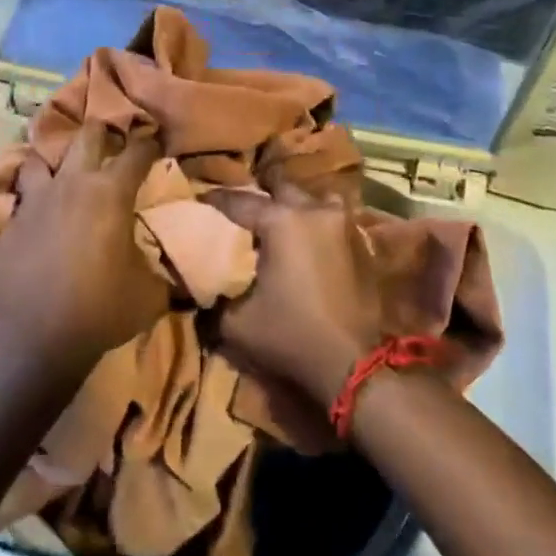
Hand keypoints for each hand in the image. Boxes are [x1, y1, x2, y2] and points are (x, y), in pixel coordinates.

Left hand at [0, 121, 165, 378]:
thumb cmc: (101, 310)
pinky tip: (37, 217)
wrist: (35, 340)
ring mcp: (35, 200)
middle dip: (102, 132)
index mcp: (111, 193)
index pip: (137, 151)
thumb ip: (163, 271)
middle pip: (86, 135)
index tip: (156, 141)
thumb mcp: (150, 294)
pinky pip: (20, 199)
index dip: (150, 143)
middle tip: (110, 141)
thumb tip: (176, 271)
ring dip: (54, 161)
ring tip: (63, 174)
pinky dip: (31, 200)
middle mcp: (71, 184)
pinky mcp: (9, 224)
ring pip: (39, 158)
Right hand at [204, 184, 386, 408]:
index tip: (198, 203)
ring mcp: (340, 223)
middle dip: (257, 196)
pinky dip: (314, 221)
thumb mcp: (233, 321)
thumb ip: (212, 291)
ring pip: (309, 199)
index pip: (238, 201)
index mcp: (281, 221)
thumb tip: (197, 277)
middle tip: (238, 212)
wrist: (349, 365)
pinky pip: (330, 218)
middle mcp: (313, 211)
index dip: (214, 201)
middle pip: (278, 189)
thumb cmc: (288, 336)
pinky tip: (303, 238)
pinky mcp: (357, 242)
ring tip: (274, 221)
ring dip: (291, 205)